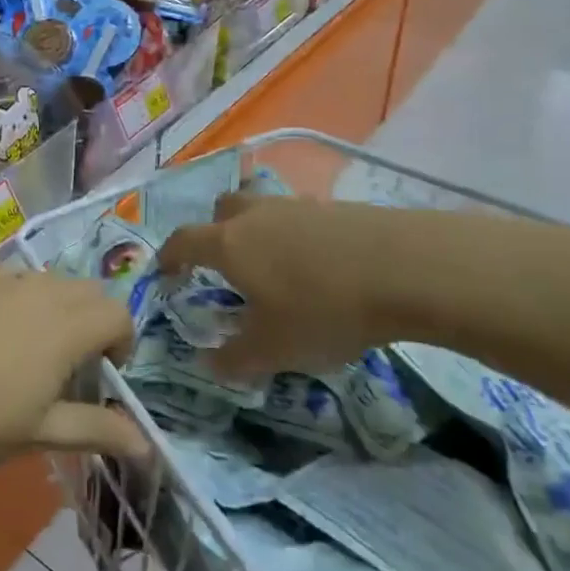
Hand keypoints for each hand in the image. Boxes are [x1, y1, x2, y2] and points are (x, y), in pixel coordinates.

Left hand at [0, 270, 146, 469]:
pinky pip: (0, 277)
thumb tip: (145, 444)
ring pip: (42, 280)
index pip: (117, 313)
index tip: (102, 374)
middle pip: (85, 290)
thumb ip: (95, 430)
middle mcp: (37, 288)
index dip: (121, 342)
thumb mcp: (37, 434)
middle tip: (67, 364)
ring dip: (50, 307)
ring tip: (21, 348)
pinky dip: (8, 298)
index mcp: (65, 325)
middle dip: (90, 321)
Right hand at [158, 192, 384, 377]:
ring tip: (275, 267)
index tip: (164, 271)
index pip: (184, 241)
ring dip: (259, 231)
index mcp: (229, 244)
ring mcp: (297, 206)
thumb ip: (234, 359)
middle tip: (224, 262)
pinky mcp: (336, 207)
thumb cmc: (322, 309)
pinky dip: (297, 236)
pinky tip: (319, 266)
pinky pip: (300, 218)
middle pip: (222, 209)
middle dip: (215, 231)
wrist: (405, 269)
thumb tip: (208, 364)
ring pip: (263, 209)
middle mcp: (256, 215)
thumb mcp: (273, 349)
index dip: (169, 255)